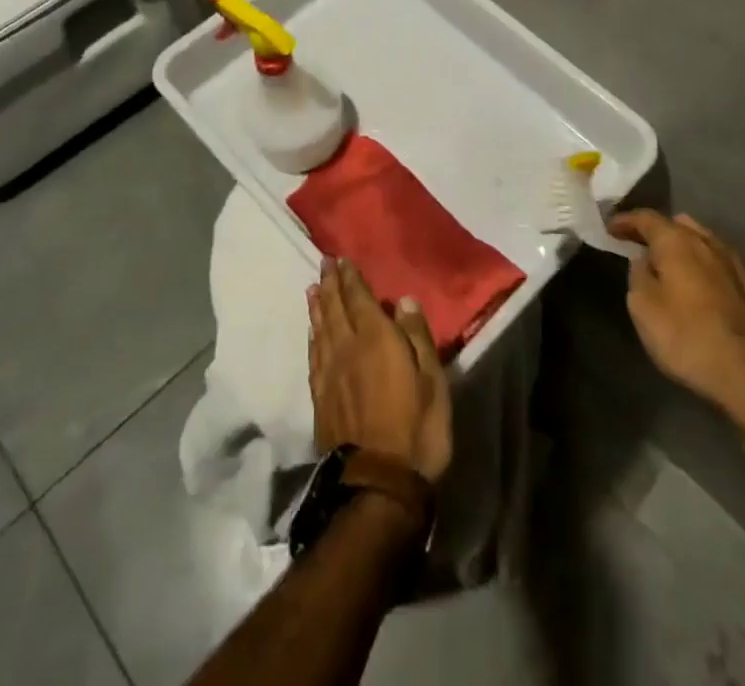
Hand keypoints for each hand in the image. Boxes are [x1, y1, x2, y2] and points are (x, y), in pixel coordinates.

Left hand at [307, 257, 452, 483]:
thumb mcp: (433, 381)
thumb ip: (417, 337)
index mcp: (376, 339)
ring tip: (312, 289)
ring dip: (317, 307)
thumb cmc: (417, 429)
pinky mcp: (321, 399)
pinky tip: (312, 332)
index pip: (359, 299)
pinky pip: (314, 357)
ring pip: (321, 330)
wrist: (378, 486)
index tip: (341, 259)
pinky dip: (312, 338)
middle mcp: (347, 349)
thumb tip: (403, 301)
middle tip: (323, 264)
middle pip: (335, 309)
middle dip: (330, 285)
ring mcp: (330, 375)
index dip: (350, 278)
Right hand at [608, 210, 744, 437]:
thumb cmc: (691, 339)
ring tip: (673, 269)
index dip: (625, 221)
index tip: (610, 228)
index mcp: (678, 241)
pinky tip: (703, 291)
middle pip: (680, 225)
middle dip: (659, 232)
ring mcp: (740, 265)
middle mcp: (710, 243)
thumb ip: (638, 276)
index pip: (646, 218)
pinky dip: (707, 270)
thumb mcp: (644, 309)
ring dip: (686, 251)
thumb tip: (644, 260)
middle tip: (642, 247)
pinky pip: (723, 267)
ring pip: (705, 244)